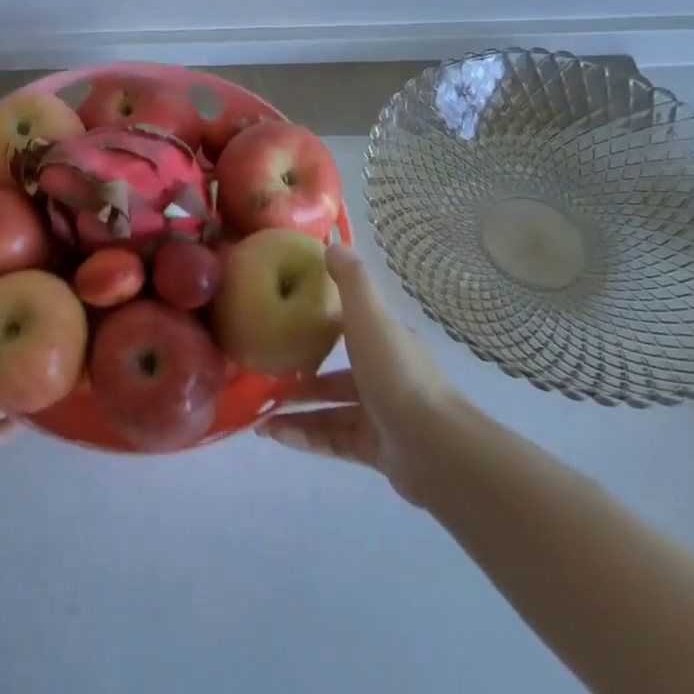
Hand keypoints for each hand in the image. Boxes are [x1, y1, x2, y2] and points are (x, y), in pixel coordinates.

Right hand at [257, 244, 460, 505]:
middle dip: (300, 380)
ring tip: (258, 416)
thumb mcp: (369, 318)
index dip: (317, 330)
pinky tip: (275, 436)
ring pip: (330, 412)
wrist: (434, 446)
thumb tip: (332, 243)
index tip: (282, 329)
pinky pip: (332, 441)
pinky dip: (304, 438)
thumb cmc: (396, 374)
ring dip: (295, 412)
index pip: (349, 331)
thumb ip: (350, 282)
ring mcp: (381, 417)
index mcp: (386, 344)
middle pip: (335, 377)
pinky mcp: (376, 450)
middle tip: (263, 380)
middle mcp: (385, 378)